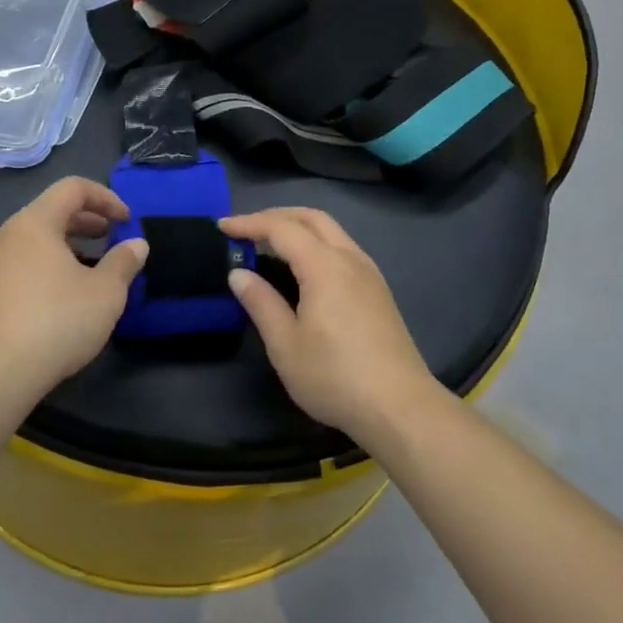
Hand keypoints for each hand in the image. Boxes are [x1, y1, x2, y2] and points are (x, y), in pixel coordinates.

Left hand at [0, 178, 147, 395]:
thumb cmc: (55, 322)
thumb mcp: (105, 292)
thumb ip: (124, 262)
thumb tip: (136, 244)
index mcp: (34, 222)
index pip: (73, 188)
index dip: (106, 197)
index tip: (127, 221)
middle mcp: (6, 234)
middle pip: (51, 211)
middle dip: (87, 221)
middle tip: (112, 239)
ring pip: (34, 239)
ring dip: (67, 245)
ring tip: (91, 269)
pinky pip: (20, 263)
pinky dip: (46, 265)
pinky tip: (61, 295)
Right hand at [220, 207, 441, 440]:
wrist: (399, 406)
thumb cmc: (335, 376)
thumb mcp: (285, 344)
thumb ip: (261, 303)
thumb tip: (239, 274)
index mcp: (324, 265)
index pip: (282, 228)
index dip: (249, 223)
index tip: (222, 227)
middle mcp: (350, 258)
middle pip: (312, 218)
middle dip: (277, 216)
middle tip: (247, 228)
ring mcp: (369, 273)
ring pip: (332, 232)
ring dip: (300, 228)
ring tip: (271, 245)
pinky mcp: (378, 291)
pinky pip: (343, 249)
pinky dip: (317, 244)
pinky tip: (305, 269)